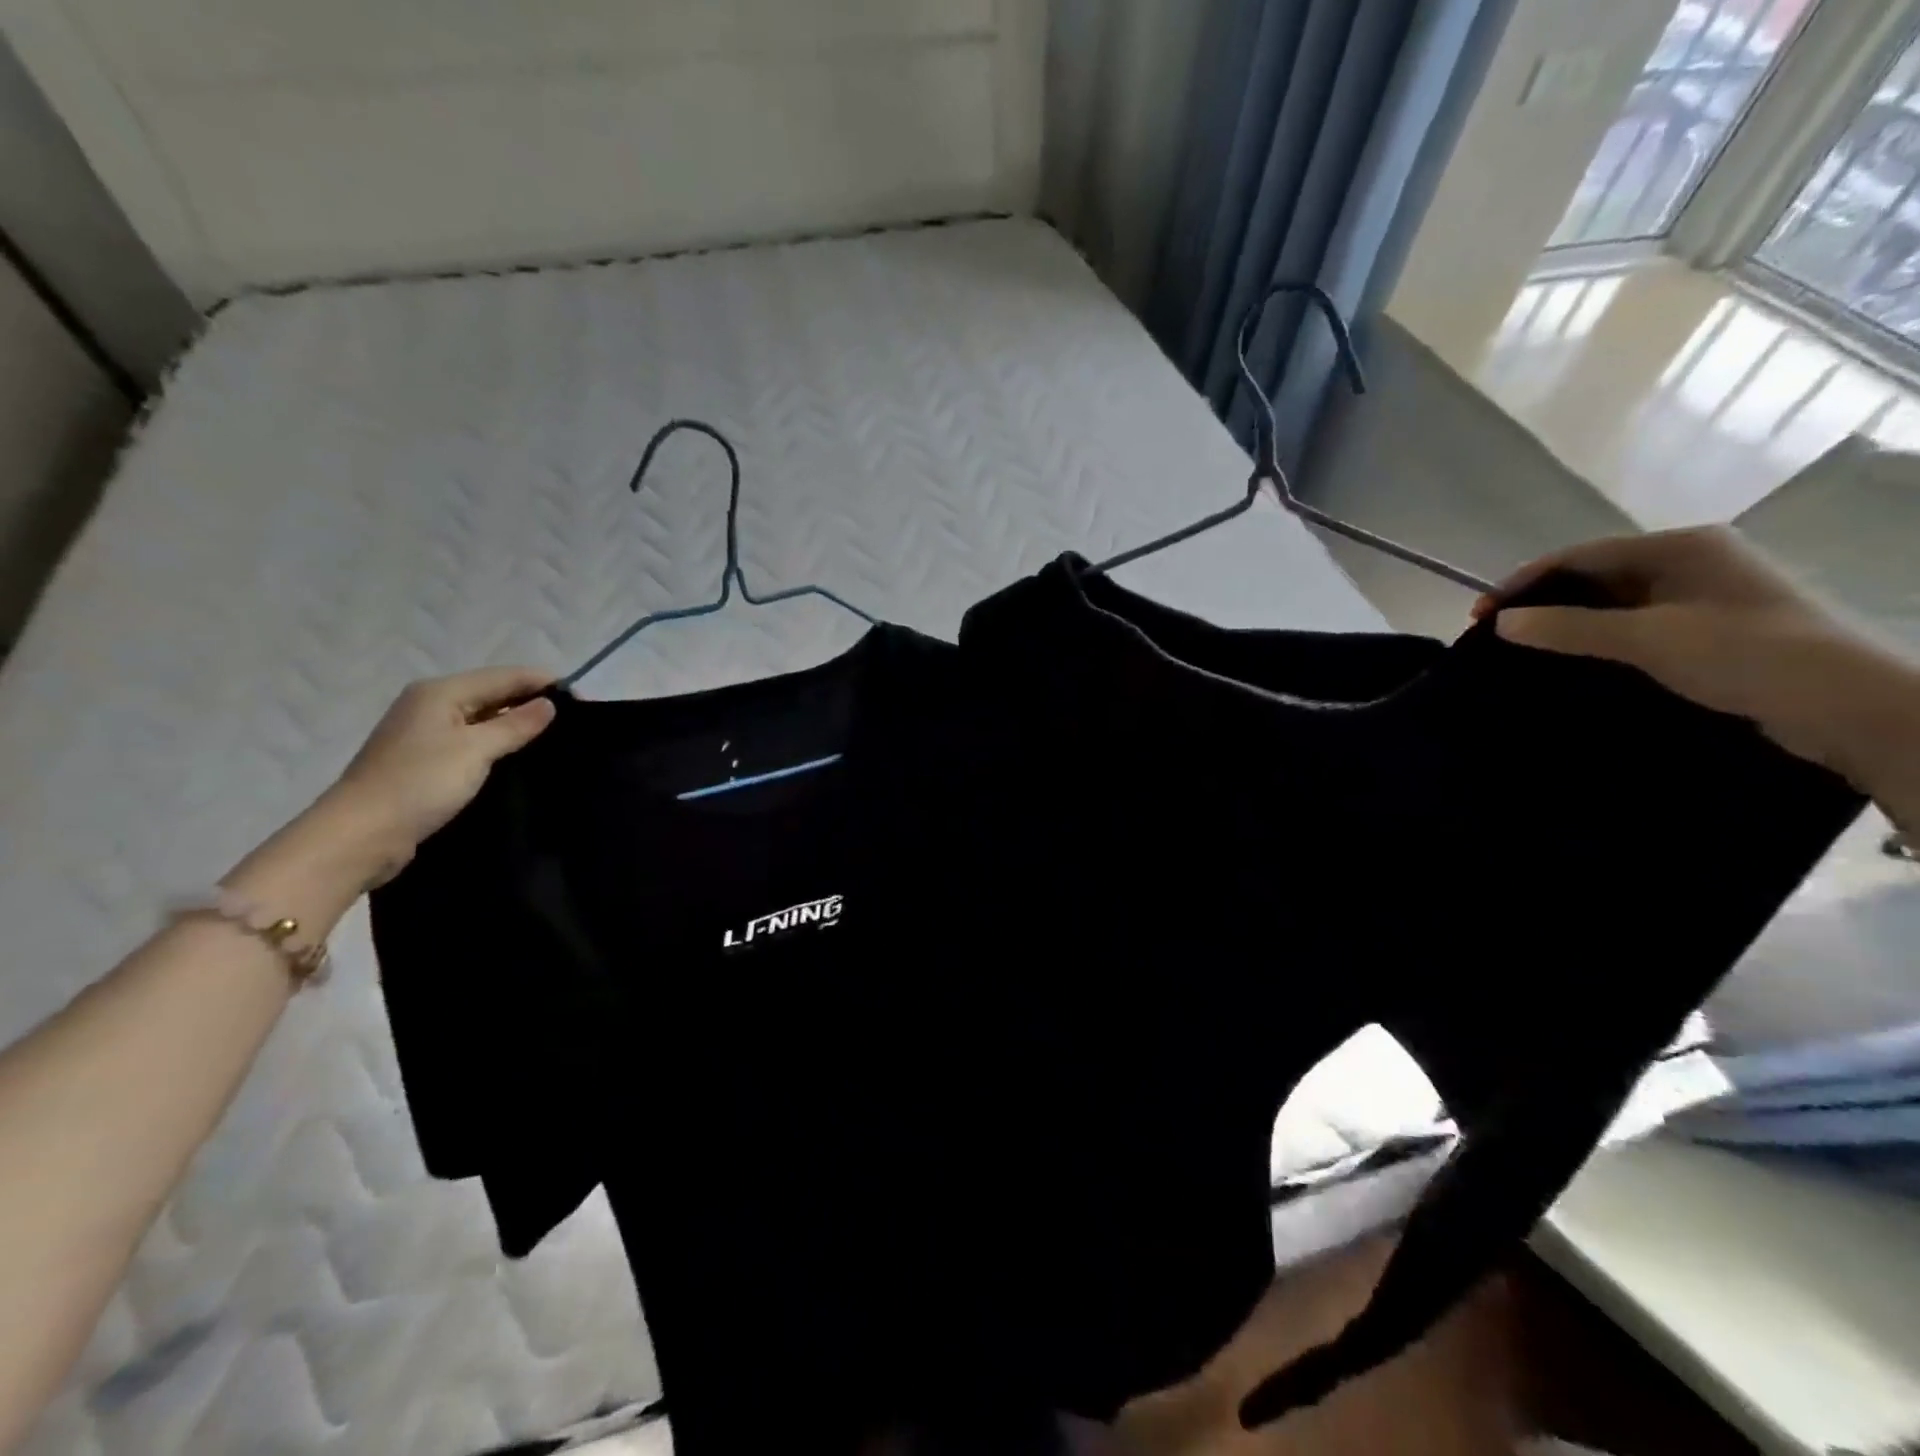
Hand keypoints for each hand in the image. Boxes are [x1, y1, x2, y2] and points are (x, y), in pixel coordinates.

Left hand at [314, 668, 557, 879]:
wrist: (360, 836)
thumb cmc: (419, 784)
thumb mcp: (475, 750)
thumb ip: (516, 725)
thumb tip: (549, 704)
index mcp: (440, 692)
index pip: (505, 676)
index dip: (544, 684)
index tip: (584, 702)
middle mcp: (431, 705)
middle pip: (493, 694)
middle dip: (532, 703)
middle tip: (574, 724)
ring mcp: (425, 733)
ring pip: (483, 719)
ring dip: (516, 725)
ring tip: (554, 740)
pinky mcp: (425, 761)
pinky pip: (472, 741)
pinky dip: (497, 744)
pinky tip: (519, 759)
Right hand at [1475, 527, 1919, 821]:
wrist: (1847, 705)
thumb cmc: (1746, 654)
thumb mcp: (1647, 638)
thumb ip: (1569, 628)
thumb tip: (1502, 622)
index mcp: (1681, 545)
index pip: (1579, 555)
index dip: (1524, 582)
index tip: (1481, 615)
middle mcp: (1693, 560)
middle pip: (1596, 576)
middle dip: (1543, 602)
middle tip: (1499, 633)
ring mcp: (1705, 595)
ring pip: (1614, 603)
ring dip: (1569, 623)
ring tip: (1527, 649)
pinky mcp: (1712, 628)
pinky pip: (1637, 625)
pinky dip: (1599, 639)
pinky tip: (1576, 660)